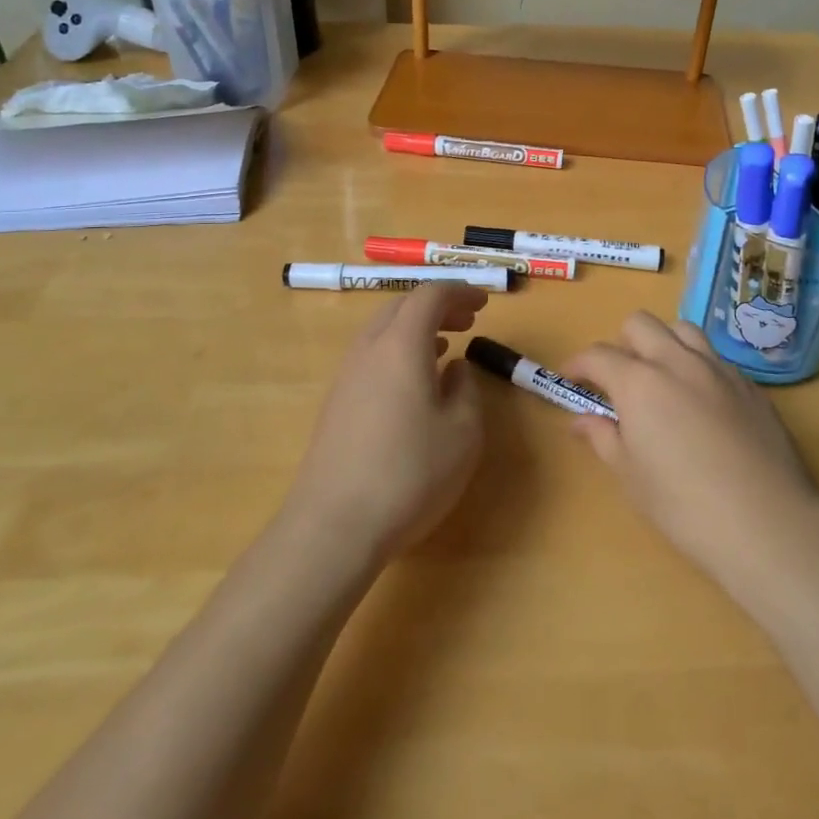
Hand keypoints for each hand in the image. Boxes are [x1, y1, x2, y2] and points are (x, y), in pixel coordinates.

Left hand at [285, 283, 487, 562]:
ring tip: (445, 346)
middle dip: (437, 306)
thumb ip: (466, 389)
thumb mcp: (463, 432)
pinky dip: (398, 352)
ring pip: (382, 331)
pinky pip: (371, 357)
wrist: (334, 525)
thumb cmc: (410, 473)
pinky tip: (414, 383)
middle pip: (401, 307)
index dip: (460, 292)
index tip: (484, 304)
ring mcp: (346, 376)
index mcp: (402, 344)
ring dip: (415, 329)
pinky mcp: (336, 403)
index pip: (430, 295)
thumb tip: (454, 368)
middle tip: (467, 321)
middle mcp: (369, 349)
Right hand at [563, 313, 818, 591]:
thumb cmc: (684, 506)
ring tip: (661, 378)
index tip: (571, 380)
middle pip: (640, 324)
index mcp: (640, 382)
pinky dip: (696, 365)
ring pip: (683, 329)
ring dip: (662, 343)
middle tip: (618, 379)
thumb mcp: (631, 476)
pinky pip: (715, 357)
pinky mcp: (750, 385)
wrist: (766, 523)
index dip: (579, 364)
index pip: (598, 355)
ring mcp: (719, 369)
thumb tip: (582, 421)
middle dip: (620, 343)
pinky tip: (700, 401)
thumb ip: (603, 438)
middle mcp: (678, 362)